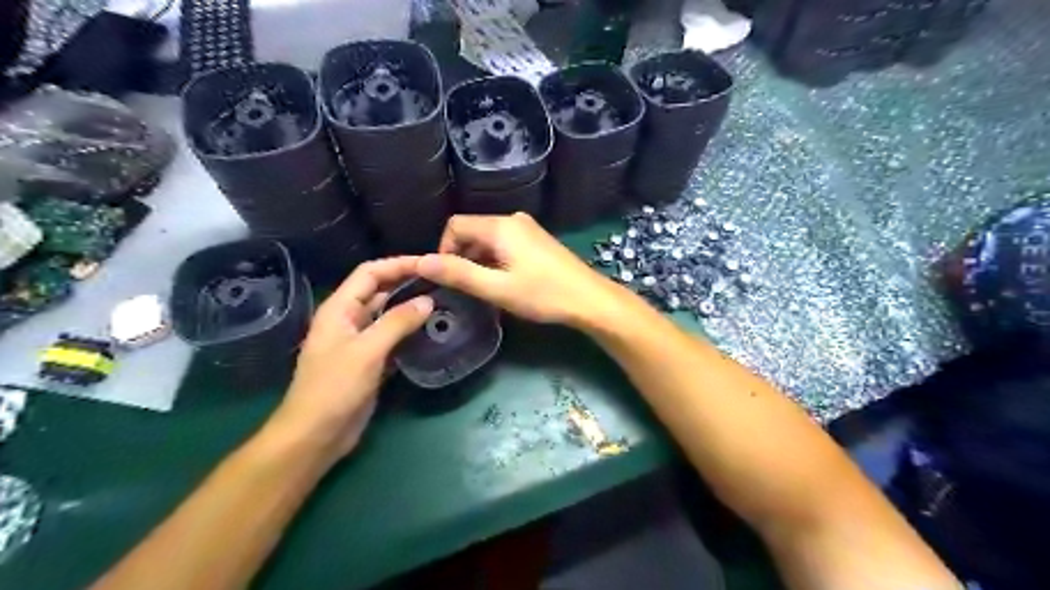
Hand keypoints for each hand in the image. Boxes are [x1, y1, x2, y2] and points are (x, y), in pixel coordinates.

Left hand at [271, 259, 436, 464]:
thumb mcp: (367, 351)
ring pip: (388, 316)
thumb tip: (428, 300)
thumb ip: (397, 322)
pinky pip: (393, 339)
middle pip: (380, 292)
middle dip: (407, 284)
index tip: (428, 263)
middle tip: (441, 282)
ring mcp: (360, 342)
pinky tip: (431, 333)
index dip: (397, 264)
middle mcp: (349, 320)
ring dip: (411, 309)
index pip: (370, 273)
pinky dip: (410, 333)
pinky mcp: (370, 362)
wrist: (316, 435)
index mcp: (340, 309)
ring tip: (442, 304)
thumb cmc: (334, 388)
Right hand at [414, 214, 617, 328]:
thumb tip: (420, 262)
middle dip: (462, 257)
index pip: (455, 225)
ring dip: (479, 260)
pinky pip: (504, 243)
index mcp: (500, 226)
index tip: (450, 279)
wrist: (589, 299)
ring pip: (488, 239)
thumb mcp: (497, 288)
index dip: (444, 250)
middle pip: (471, 230)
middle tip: (468, 288)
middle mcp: (512, 219)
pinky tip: (505, 282)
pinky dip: (495, 259)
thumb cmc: (543, 295)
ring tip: (487, 289)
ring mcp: (527, 228)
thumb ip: (459, 274)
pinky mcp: (537, 239)